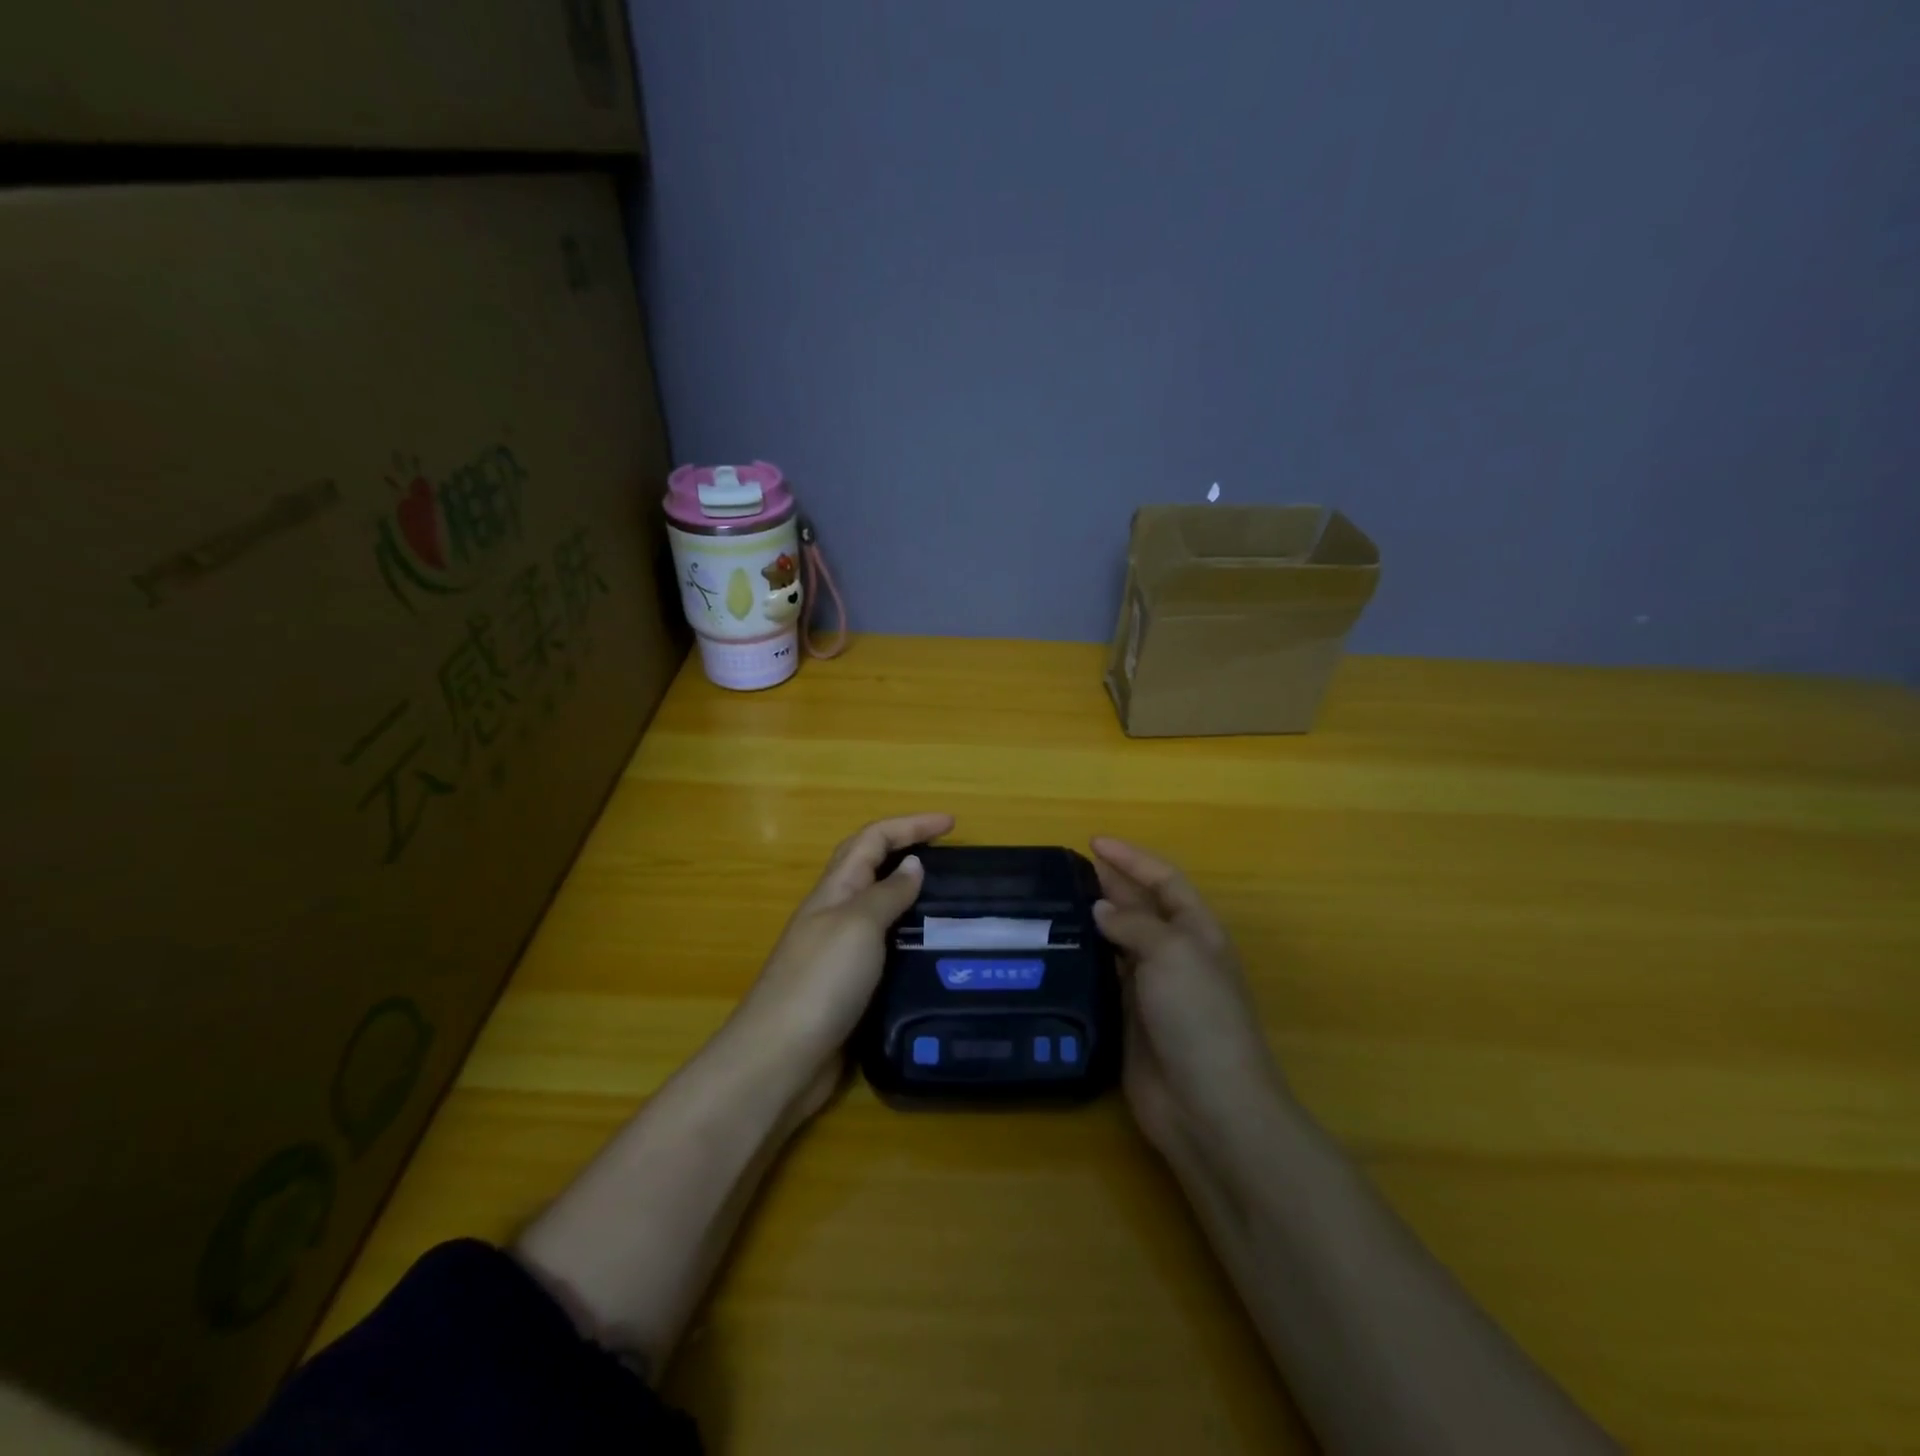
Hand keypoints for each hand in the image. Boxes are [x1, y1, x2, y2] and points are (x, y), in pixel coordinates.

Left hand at [732, 812, 953, 1112]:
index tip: (952, 823)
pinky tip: (931, 952)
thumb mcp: (858, 925)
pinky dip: (907, 938)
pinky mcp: (848, 988)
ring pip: (878, 908)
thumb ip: (887, 893)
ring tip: (950, 900)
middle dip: (906, 848)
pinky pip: (883, 948)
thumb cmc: (820, 982)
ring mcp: (838, 952)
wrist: (781, 1058)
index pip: (872, 839)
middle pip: (869, 866)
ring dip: (909, 894)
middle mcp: (834, 914)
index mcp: (834, 890)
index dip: (910, 825)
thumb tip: (912, 864)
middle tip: (949, 854)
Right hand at [1090, 836, 1288, 1159]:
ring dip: (1095, 921)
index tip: (1094, 842)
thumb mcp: (1172, 954)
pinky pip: (1105, 978)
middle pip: (1142, 908)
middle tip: (1068, 868)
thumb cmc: (1198, 1017)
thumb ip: (1134, 924)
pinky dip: (1086, 961)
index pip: (1164, 880)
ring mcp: (1153, 990)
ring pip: (1120, 943)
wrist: (1207, 1105)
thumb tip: (1101, 908)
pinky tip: (1059, 952)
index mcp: (1198, 932)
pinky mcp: (1129, 1020)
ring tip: (1056, 903)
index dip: (1132, 858)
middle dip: (1112, 884)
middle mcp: (1176, 956)